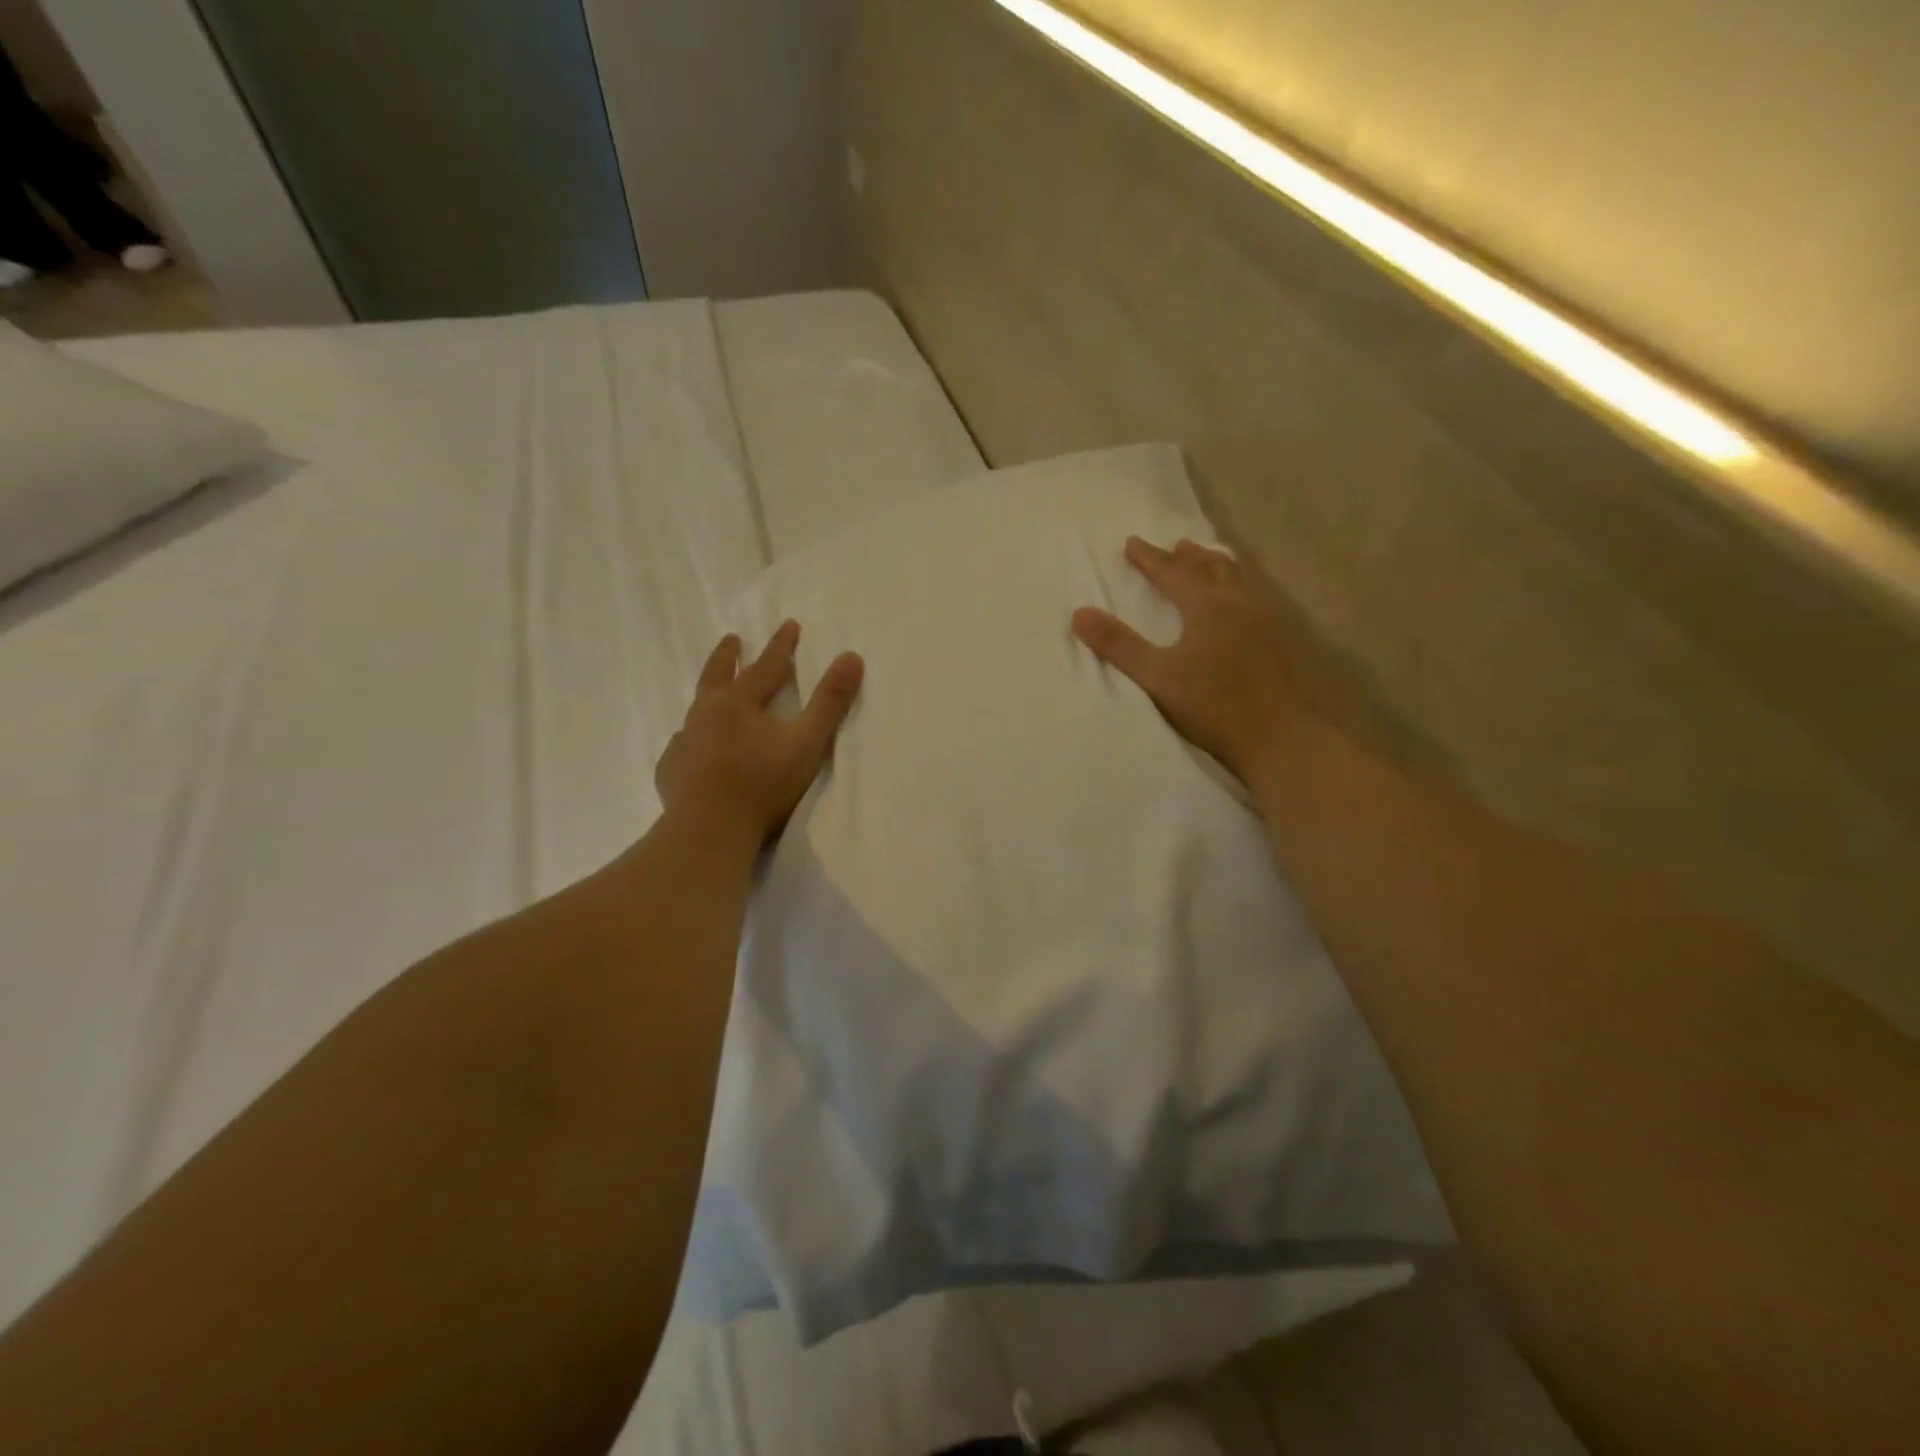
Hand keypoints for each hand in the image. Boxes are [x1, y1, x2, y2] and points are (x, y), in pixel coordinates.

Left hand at [655, 621, 863, 844]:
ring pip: (695, 710)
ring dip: (707, 697)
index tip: (789, 624)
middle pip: (717, 675)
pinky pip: (682, 746)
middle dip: (728, 655)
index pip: (765, 666)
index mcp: (738, 702)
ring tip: (711, 696)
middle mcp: (705, 713)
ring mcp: (684, 741)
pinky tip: (693, 748)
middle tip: (732, 639)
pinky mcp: (671, 770)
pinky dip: (692, 740)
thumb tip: (852, 656)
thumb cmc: (762, 784)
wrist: (710, 830)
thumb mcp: (807, 742)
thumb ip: (830, 702)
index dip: (781, 645)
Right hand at [1072, 537, 1301, 786]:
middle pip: (1211, 568)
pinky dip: (1233, 589)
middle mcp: (1238, 605)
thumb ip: (1119, 645)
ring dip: (1215, 568)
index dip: (1150, 558)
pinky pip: (1250, 599)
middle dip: (1188, 557)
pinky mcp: (1274, 644)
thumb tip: (1080, 614)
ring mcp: (1262, 623)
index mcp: (1207, 607)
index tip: (1131, 543)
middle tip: (1174, 547)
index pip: (1173, 572)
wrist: (1275, 737)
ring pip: (1236, 581)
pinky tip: (1235, 607)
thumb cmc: (1211, 705)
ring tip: (1206, 563)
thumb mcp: (1156, 677)